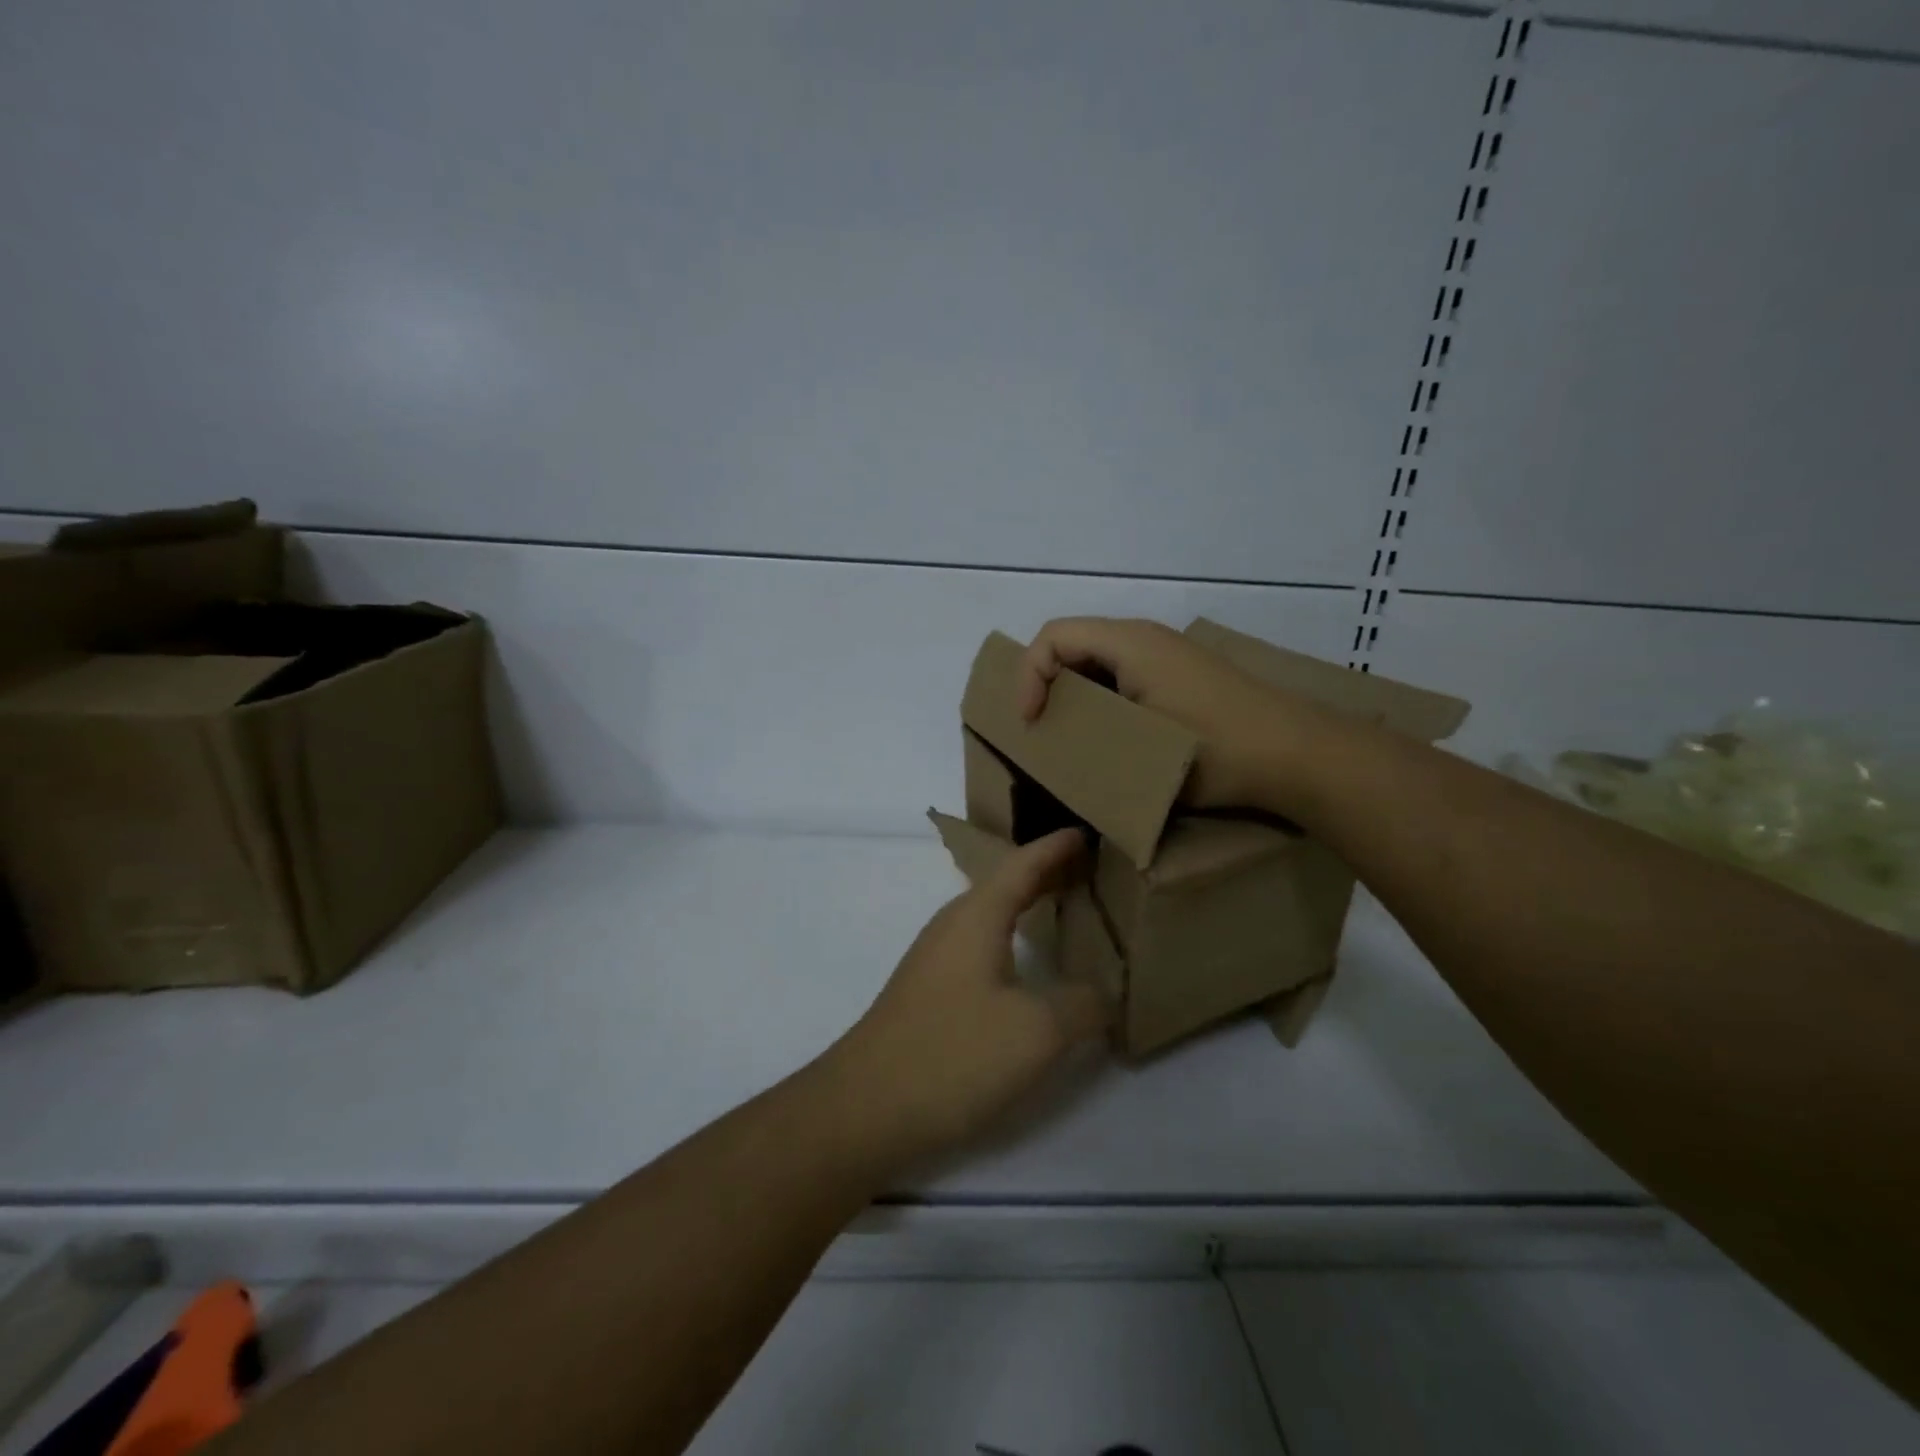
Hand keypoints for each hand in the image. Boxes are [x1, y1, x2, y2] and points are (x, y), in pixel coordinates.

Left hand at [824, 830, 1109, 1166]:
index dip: (1056, 847)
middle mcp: (953, 926)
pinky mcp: (929, 992)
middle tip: (1087, 867)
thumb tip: (1103, 994)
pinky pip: (980, 944)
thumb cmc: (953, 1053)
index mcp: (977, 916)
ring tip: (1063, 906)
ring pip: (990, 915)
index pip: (1023, 864)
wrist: (865, 1107)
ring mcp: (935, 959)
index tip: (1085, 832)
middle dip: (1045, 872)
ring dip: (1027, 904)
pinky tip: (1025, 965)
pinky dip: (1012, 936)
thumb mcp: (1036, 1031)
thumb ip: (1081, 1005)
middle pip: (1005, 884)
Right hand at [1017, 616, 1296, 808]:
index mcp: (1130, 643)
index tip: (1031, 723)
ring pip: (1098, 662)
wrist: (1298, 755)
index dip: (1028, 676)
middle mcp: (1145, 639)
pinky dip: (1102, 700)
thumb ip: (1085, 742)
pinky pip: (1123, 676)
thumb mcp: (1139, 751)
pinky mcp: (1180, 677)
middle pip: (1073, 645)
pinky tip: (1111, 738)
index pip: (1053, 636)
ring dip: (1075, 695)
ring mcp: (1166, 656)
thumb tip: (1052, 752)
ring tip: (1071, 738)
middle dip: (1047, 685)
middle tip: (1042, 731)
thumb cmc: (1215, 750)